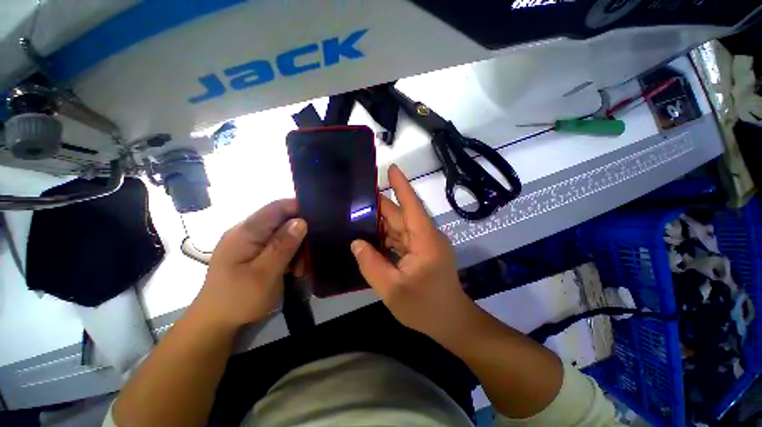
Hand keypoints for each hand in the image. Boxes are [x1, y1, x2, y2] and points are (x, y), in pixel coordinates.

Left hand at [194, 199, 306, 328]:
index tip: (320, 218)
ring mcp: (250, 242)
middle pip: (282, 220)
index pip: (276, 208)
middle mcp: (247, 232)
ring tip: (300, 268)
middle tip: (309, 256)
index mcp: (245, 232)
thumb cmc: (238, 299)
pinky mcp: (255, 251)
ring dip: (296, 247)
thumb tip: (301, 221)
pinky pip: (278, 244)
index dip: (299, 207)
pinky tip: (293, 269)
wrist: (216, 322)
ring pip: (283, 233)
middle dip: (300, 235)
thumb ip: (282, 246)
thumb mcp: (264, 274)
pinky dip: (290, 254)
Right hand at [351, 165, 476, 342]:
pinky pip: (400, 238)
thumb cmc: (426, 308)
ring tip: (356, 216)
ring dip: (380, 222)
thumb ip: (372, 265)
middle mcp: (425, 236)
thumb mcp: (393, 290)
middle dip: (379, 206)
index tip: (390, 168)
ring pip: (399, 227)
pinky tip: (368, 236)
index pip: (412, 205)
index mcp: (424, 239)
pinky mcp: (421, 252)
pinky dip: (385, 236)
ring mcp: (424, 244)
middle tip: (354, 200)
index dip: (401, 186)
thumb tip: (356, 242)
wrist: (451, 323)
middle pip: (401, 215)